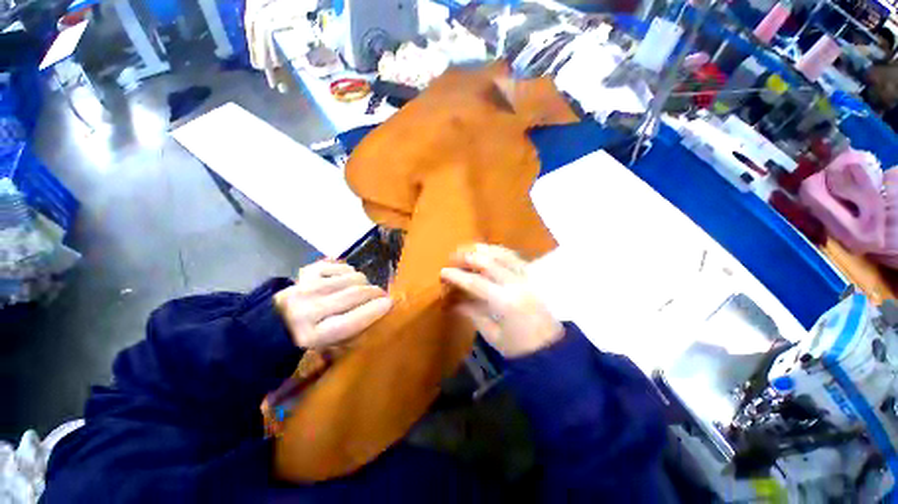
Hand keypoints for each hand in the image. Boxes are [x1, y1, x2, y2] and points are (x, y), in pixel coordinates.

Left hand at [274, 260, 391, 348]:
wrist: (276, 321)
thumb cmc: (311, 336)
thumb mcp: (332, 343)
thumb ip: (356, 330)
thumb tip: (383, 309)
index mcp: (313, 335)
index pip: (353, 321)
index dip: (376, 310)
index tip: (390, 303)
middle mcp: (308, 309)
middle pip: (356, 294)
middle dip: (376, 293)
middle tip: (383, 295)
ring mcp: (306, 287)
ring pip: (352, 277)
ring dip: (365, 282)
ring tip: (364, 290)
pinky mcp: (307, 272)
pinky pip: (341, 266)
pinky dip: (350, 272)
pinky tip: (346, 281)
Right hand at [440, 244, 562, 357]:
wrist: (550, 349)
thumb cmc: (518, 347)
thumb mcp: (491, 334)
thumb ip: (472, 313)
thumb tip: (454, 302)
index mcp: (504, 302)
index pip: (475, 282)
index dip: (457, 276)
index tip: (443, 272)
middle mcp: (516, 284)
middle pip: (488, 261)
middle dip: (467, 256)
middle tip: (452, 257)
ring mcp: (526, 278)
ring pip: (502, 254)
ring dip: (483, 249)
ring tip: (468, 249)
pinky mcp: (531, 276)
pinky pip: (514, 256)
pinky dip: (498, 251)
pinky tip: (488, 251)